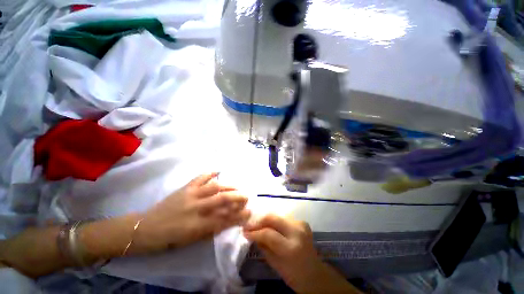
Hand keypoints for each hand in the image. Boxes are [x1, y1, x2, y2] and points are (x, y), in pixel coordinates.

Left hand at [133, 173, 250, 253]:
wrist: (145, 228)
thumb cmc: (169, 239)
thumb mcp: (191, 240)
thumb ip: (211, 230)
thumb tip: (228, 221)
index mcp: (197, 225)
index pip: (225, 219)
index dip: (239, 216)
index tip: (249, 212)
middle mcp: (196, 208)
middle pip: (222, 199)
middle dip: (238, 197)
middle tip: (247, 196)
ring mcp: (191, 195)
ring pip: (215, 187)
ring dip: (229, 186)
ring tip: (237, 186)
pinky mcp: (185, 188)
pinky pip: (200, 177)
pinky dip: (210, 173)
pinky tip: (218, 171)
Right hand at [243, 214, 360, 293]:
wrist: (314, 273)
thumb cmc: (293, 274)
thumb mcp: (275, 264)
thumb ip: (263, 246)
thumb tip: (251, 234)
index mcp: (291, 248)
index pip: (269, 234)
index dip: (255, 231)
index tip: (244, 231)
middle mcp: (297, 232)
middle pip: (273, 218)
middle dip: (259, 220)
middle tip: (249, 225)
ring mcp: (301, 224)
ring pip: (278, 215)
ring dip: (266, 220)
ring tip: (258, 225)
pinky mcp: (302, 222)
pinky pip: (284, 217)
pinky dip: (275, 220)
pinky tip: (270, 226)